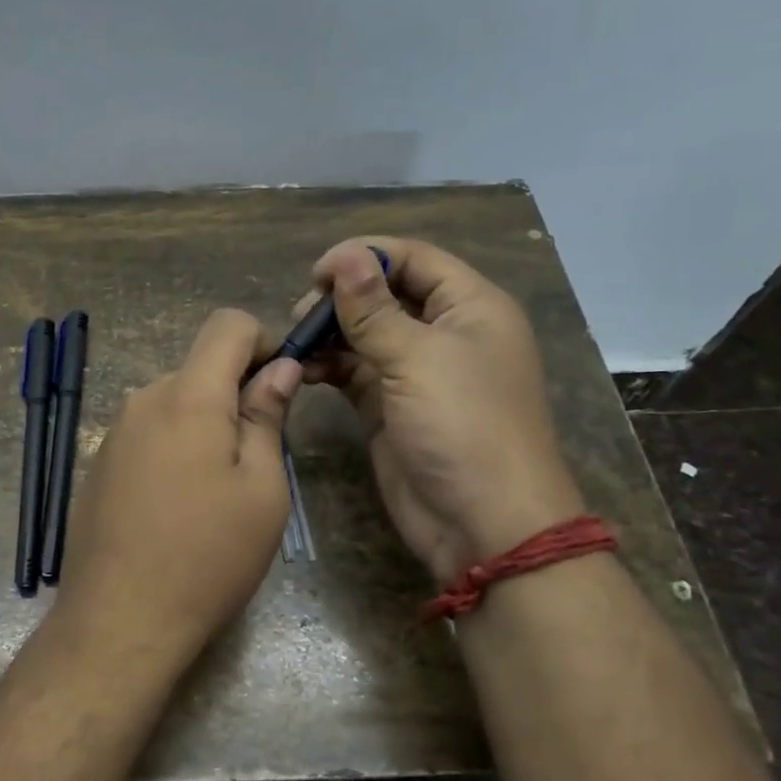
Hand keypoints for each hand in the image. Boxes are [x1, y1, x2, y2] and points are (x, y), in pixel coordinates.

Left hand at [54, 310, 301, 663]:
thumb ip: (267, 417)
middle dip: (236, 393)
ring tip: (218, 490)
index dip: (263, 340)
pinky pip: (149, 432)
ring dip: (205, 424)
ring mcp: (114, 432)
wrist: (119, 620)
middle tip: (258, 457)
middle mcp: (143, 400)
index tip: (281, 384)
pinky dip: (175, 446)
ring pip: (174, 402)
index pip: (226, 325)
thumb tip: (278, 368)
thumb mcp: (261, 489)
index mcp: (187, 396)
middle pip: (200, 367)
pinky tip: (178, 505)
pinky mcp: (99, 463)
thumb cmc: (207, 556)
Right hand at [303, 238, 584, 582]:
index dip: (365, 256)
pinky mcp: (390, 407)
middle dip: (341, 299)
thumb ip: (373, 309)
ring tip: (297, 344)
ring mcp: (416, 373)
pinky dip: (329, 367)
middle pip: (385, 294)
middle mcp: (444, 333)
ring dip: (329, 334)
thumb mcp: (417, 359)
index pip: (413, 259)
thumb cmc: (463, 427)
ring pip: (365, 334)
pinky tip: (304, 371)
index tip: (315, 273)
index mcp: (470, 307)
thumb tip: (343, 256)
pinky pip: (354, 373)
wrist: (483, 524)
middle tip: (301, 316)